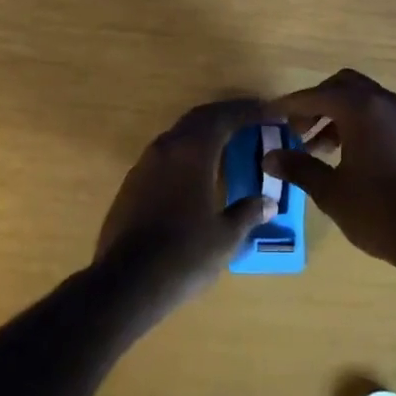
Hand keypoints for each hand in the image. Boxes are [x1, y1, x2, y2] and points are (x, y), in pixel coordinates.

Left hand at [94, 99, 275, 317]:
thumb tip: (267, 202)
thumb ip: (247, 212)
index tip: (270, 113)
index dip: (249, 111)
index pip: (224, 117)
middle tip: (251, 119)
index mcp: (193, 151)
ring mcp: (145, 164)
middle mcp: (167, 147)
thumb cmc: (183, 255)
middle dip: (227, 115)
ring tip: (227, 142)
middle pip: (200, 118)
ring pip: (179, 134)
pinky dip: (187, 152)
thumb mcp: (225, 237)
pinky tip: (197, 172)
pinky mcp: (132, 184)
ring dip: (204, 132)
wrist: (125, 284)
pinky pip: (166, 154)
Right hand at [263, 69, 395, 271]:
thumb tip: (269, 157)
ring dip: (338, 114)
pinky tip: (349, 155)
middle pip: (343, 86)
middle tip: (297, 130)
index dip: (290, 105)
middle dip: (317, 103)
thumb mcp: (331, 191)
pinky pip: (381, 114)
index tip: (270, 115)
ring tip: (319, 148)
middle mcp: (385, 102)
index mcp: (362, 108)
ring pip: (364, 99)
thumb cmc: (377, 212)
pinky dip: (360, 122)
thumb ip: (299, 167)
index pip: (317, 95)